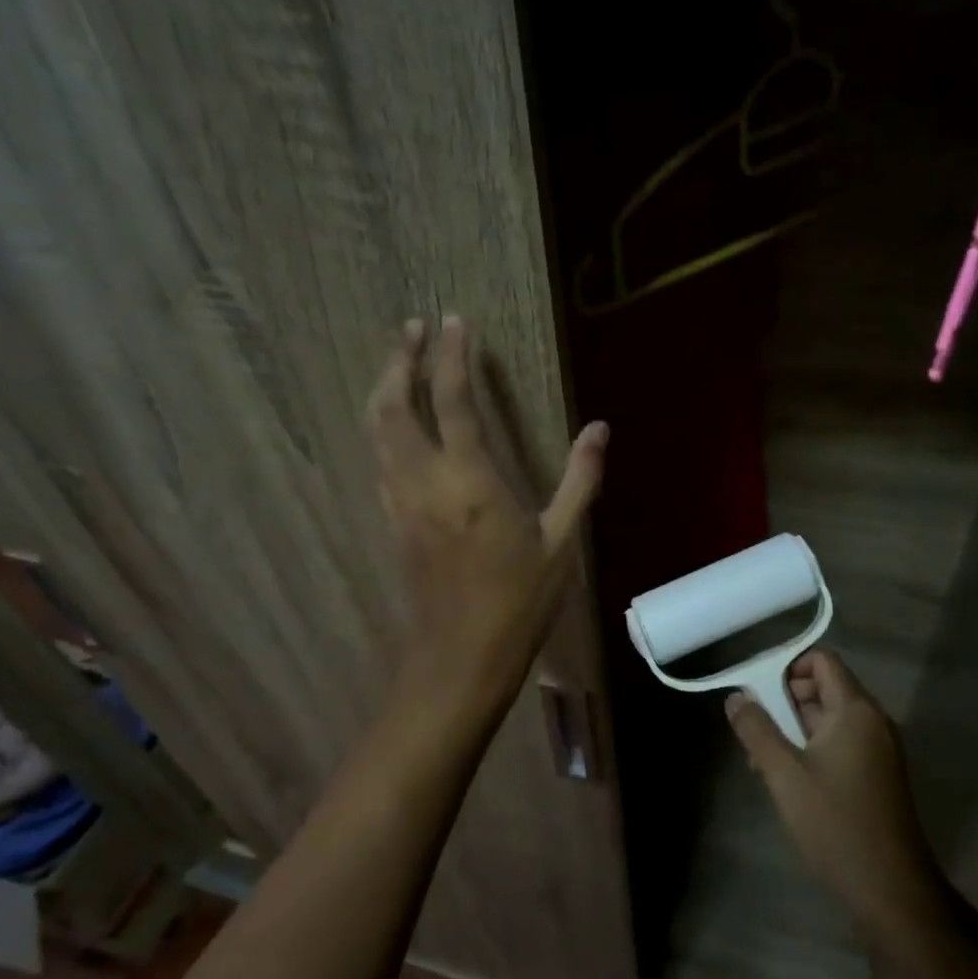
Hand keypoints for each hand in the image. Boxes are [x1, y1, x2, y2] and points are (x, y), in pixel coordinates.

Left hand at [366, 315, 605, 717]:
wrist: (462, 658)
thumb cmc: (520, 602)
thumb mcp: (562, 542)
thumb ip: (580, 479)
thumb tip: (600, 428)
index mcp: (470, 480)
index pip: (452, 400)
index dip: (450, 355)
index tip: (454, 320)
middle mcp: (425, 482)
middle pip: (393, 405)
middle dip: (399, 360)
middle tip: (413, 329)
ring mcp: (401, 502)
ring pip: (377, 431)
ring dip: (384, 389)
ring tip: (399, 362)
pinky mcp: (393, 522)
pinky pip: (380, 461)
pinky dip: (385, 429)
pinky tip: (398, 427)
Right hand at [725, 651, 946, 948]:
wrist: (891, 890)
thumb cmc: (835, 824)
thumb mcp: (784, 774)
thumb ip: (757, 729)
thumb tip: (736, 697)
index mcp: (855, 710)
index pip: (822, 661)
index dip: (787, 668)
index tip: (758, 695)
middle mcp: (872, 721)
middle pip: (823, 688)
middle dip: (783, 702)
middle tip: (753, 731)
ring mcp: (878, 749)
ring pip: (828, 719)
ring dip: (792, 729)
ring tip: (760, 761)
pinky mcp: (877, 775)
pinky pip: (839, 743)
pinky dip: (811, 749)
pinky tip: (785, 780)